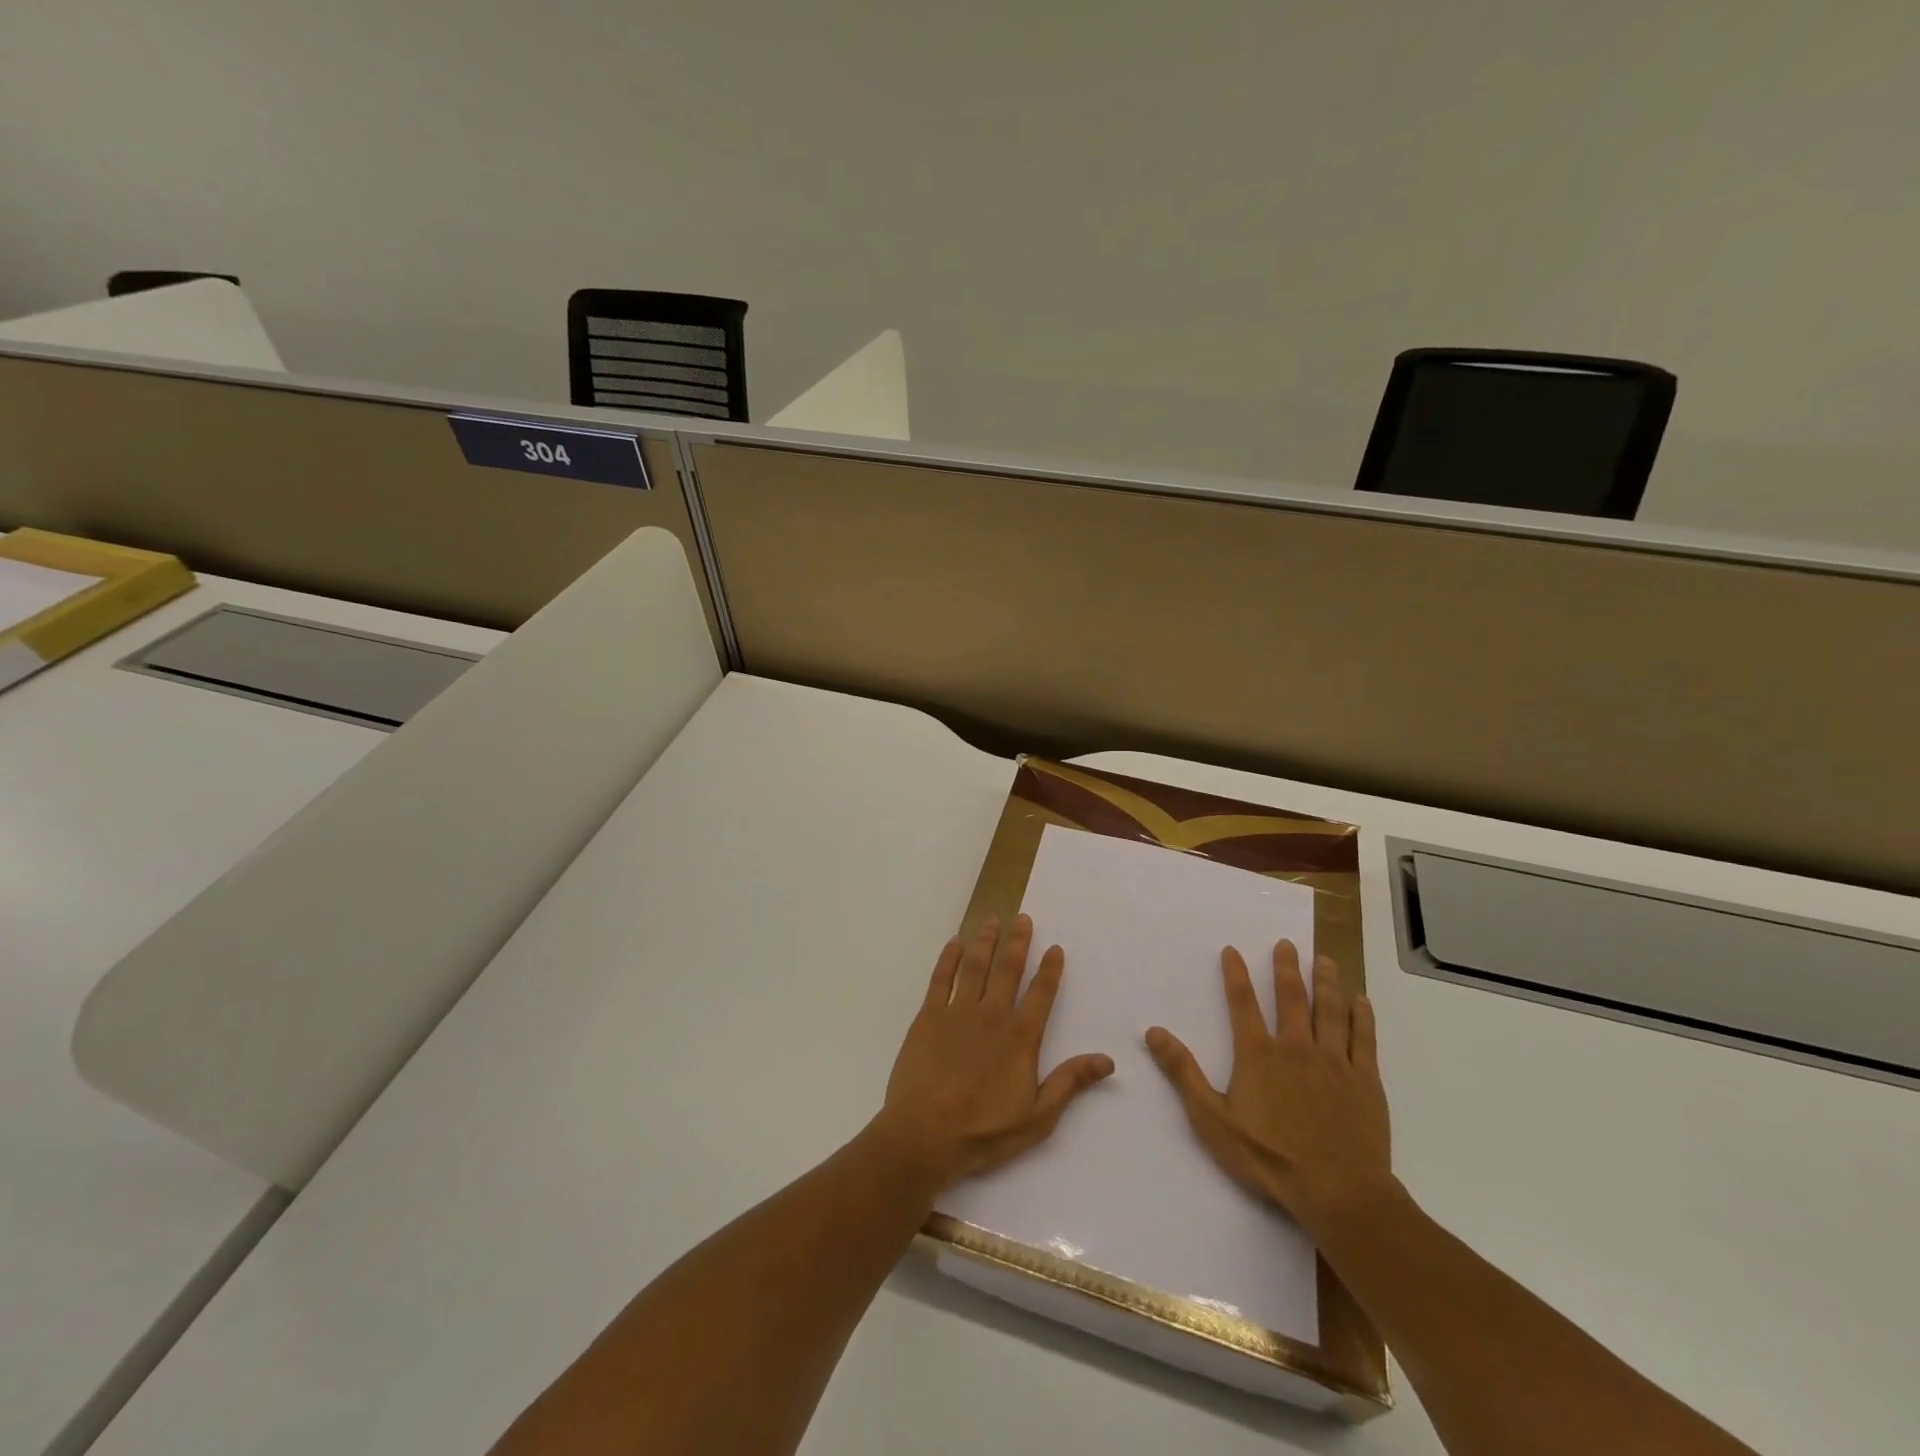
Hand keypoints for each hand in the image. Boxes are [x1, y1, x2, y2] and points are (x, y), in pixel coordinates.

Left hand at [879, 914, 1113, 1188]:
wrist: (925, 1135)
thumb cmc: (984, 1131)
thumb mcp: (1038, 1117)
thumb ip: (1069, 1083)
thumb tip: (1106, 1060)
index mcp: (1020, 1037)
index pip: (1040, 994)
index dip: (1050, 969)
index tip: (1055, 947)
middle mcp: (992, 1014)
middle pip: (1008, 969)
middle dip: (1018, 942)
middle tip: (1022, 918)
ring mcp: (957, 1012)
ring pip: (975, 966)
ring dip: (985, 941)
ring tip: (992, 920)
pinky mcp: (928, 1017)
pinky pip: (941, 978)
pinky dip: (949, 958)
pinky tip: (955, 943)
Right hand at [1146, 940, 1391, 1236]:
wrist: (1339, 1192)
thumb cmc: (1269, 1158)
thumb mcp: (1212, 1120)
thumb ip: (1183, 1073)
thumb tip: (1154, 1031)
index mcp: (1258, 1055)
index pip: (1242, 1004)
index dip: (1236, 975)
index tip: (1233, 950)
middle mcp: (1296, 1047)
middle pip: (1291, 998)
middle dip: (1287, 968)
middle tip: (1287, 944)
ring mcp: (1334, 1062)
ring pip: (1330, 1011)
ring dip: (1326, 982)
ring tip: (1324, 959)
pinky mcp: (1365, 1081)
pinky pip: (1364, 1040)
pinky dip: (1362, 1017)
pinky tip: (1361, 1001)